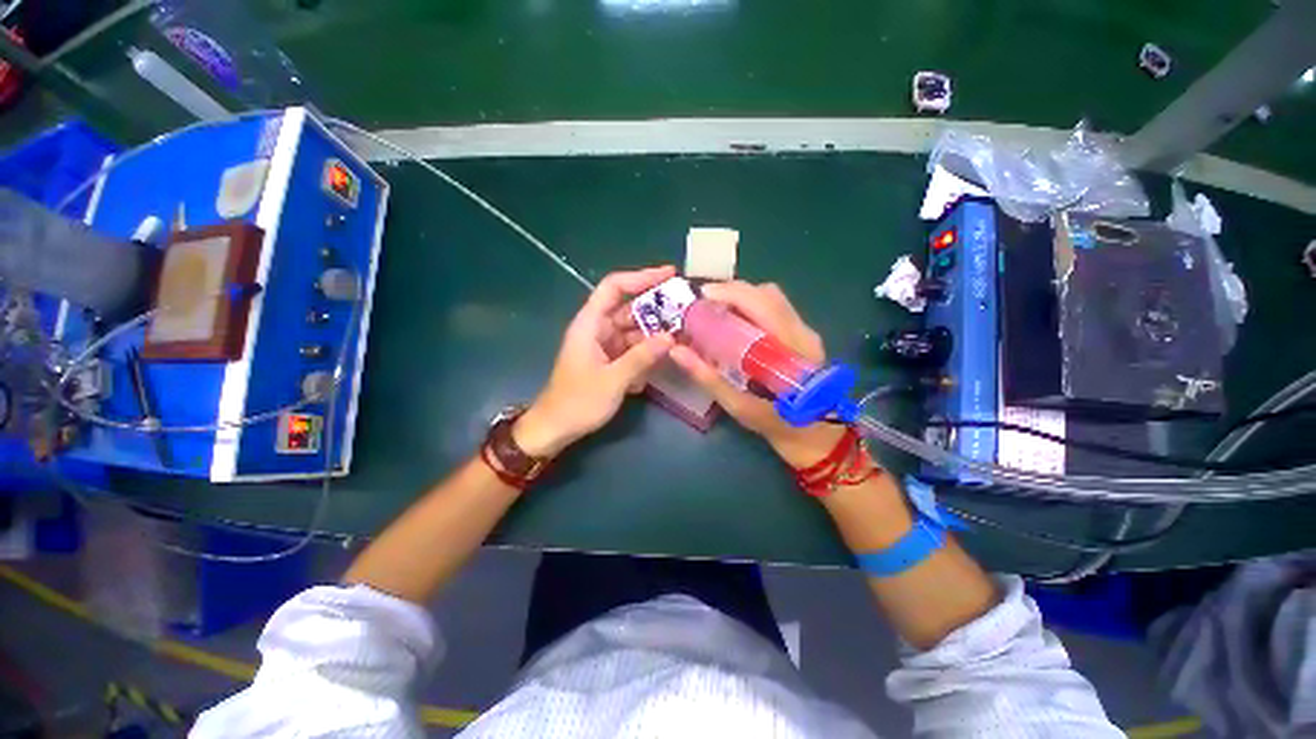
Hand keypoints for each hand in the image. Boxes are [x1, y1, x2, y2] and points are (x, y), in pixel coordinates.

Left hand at [514, 266, 676, 457]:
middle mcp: (597, 329)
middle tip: (686, 310)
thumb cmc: (578, 402)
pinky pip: (632, 348)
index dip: (641, 277)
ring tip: (682, 336)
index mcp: (590, 324)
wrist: (555, 429)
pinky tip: (662, 362)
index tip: (670, 274)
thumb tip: (670, 337)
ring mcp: (603, 345)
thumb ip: (641, 357)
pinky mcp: (609, 361)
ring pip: (633, 330)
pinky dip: (646, 352)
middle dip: (656, 309)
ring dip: (654, 334)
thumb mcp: (613, 380)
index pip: (614, 287)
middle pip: (628, 308)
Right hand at [668, 281, 847, 468]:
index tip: (700, 297)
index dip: (729, 292)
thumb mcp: (738, 405)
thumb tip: (676, 351)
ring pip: (773, 299)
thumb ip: (707, 377)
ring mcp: (806, 333)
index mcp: (789, 347)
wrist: (814, 437)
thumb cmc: (776, 424)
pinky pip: (777, 310)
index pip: (761, 303)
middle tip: (705, 304)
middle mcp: (802, 332)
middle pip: (768, 293)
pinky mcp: (805, 337)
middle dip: (733, 291)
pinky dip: (753, 307)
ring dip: (743, 297)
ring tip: (718, 310)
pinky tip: (736, 323)